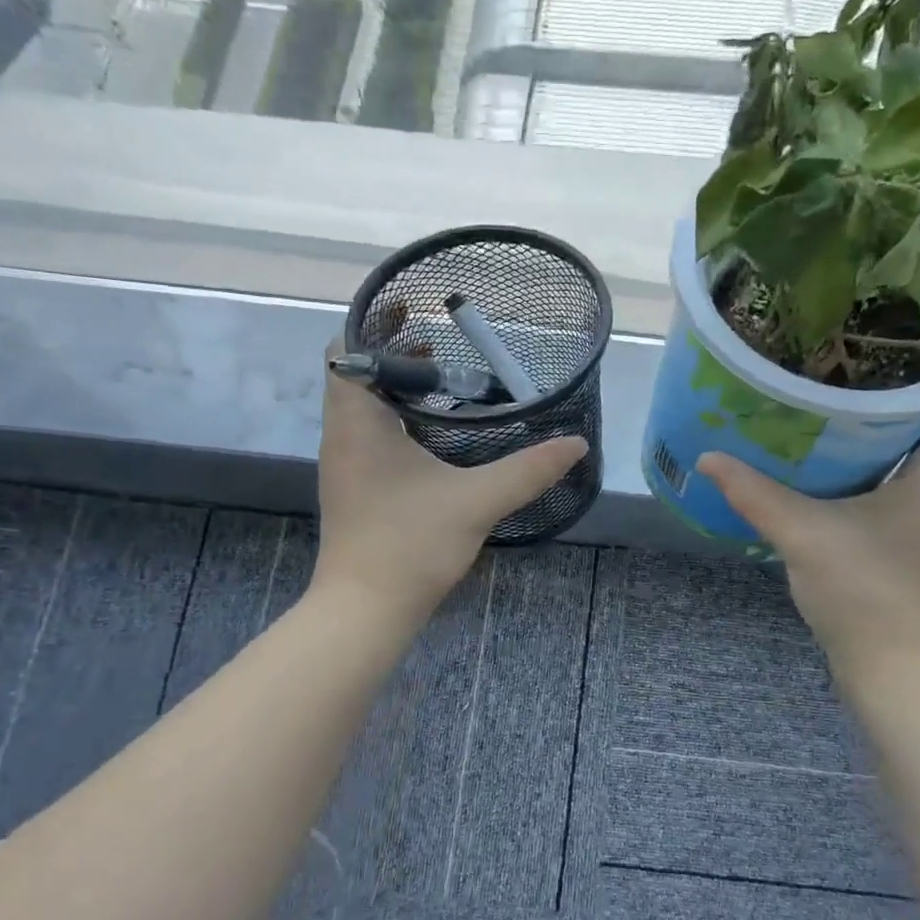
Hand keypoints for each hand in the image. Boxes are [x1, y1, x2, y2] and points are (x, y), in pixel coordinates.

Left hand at [312, 349, 587, 620]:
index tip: (416, 309)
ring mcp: (346, 462)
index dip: (376, 322)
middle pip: (355, 371)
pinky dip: (398, 415)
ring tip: (445, 376)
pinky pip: (370, 430)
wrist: (365, 610)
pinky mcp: (356, 485)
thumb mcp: (476, 501)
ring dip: (397, 384)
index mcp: (357, 422)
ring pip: (363, 403)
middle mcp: (343, 434)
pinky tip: (437, 430)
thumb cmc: (409, 546)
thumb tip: (576, 444)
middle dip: (395, 350)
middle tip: (443, 341)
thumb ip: (528, 469)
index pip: (346, 348)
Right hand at [695, 391, 919, 671]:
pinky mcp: (912, 538)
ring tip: (841, 403)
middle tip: (855, 368)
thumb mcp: (802, 534)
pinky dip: (880, 463)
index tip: (903, 351)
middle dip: (906, 393)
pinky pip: (905, 482)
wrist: (888, 665)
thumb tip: (709, 457)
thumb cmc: (862, 592)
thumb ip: (755, 494)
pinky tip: (836, 462)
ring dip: (891, 429)